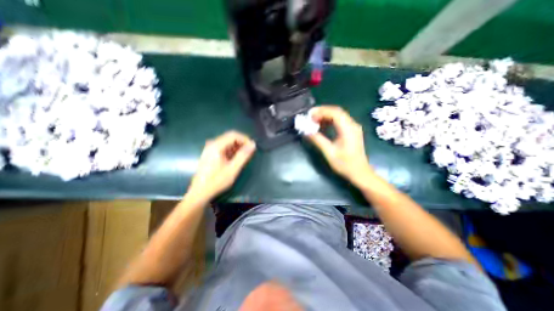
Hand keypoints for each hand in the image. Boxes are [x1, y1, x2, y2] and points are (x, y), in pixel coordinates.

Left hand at [186, 132, 254, 201]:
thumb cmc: (216, 181)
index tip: (252, 147)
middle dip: (242, 143)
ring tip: (244, 157)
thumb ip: (243, 156)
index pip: (233, 135)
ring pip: (227, 142)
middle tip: (250, 153)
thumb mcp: (233, 169)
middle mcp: (212, 144)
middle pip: (230, 137)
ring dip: (237, 148)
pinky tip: (236, 159)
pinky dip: (232, 151)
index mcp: (216, 146)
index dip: (245, 139)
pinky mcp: (210, 154)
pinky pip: (224, 148)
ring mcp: (210, 149)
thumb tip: (252, 145)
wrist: (200, 192)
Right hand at [307, 104, 371, 186]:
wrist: (360, 173)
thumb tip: (307, 131)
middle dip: (322, 112)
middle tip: (310, 117)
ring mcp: (353, 127)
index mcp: (348, 129)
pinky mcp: (352, 131)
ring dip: (326, 116)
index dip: (321, 111)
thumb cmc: (345, 164)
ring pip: (338, 116)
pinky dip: (330, 121)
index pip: (335, 113)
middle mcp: (352, 125)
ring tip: (314, 121)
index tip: (310, 115)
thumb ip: (318, 140)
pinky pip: (340, 121)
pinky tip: (323, 126)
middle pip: (337, 112)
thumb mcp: (329, 153)